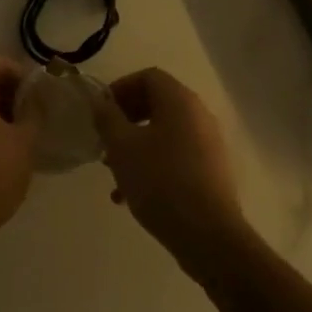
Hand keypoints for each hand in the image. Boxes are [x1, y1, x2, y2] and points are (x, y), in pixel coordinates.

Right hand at [94, 68, 252, 280]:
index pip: (148, 77)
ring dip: (136, 146)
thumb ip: (107, 118)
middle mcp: (199, 114)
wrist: (208, 235)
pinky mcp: (211, 170)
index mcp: (179, 100)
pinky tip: (131, 195)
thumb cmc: (160, 181)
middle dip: (126, 120)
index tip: (101, 112)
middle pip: (157, 103)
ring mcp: (209, 143)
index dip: (120, 88)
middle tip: (105, 141)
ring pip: (164, 133)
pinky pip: (176, 155)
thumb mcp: (122, 147)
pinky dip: (153, 164)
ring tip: (114, 173)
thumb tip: (100, 101)